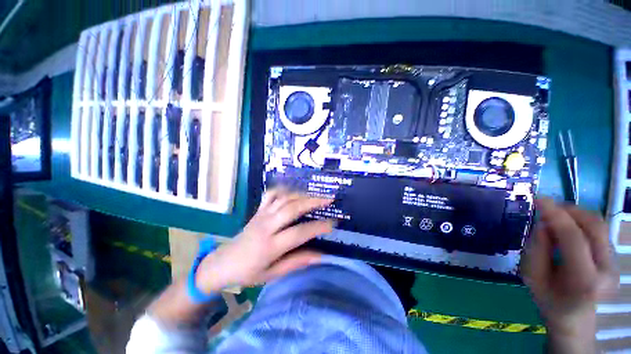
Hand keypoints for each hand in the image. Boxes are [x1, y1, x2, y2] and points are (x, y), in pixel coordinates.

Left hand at [195, 189, 333, 292]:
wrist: (223, 263)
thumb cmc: (248, 272)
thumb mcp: (272, 274)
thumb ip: (296, 262)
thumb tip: (320, 256)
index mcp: (270, 246)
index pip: (298, 233)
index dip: (317, 227)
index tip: (332, 224)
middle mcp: (266, 226)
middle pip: (291, 208)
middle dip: (312, 202)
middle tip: (328, 198)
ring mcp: (261, 215)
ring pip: (283, 198)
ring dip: (301, 194)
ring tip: (316, 194)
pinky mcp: (258, 210)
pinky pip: (271, 194)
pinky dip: (284, 189)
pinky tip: (294, 190)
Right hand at [522, 199, 617, 351]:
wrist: (574, 319)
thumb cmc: (549, 301)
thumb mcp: (533, 278)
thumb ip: (537, 250)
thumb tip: (542, 225)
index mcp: (584, 281)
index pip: (573, 238)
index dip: (556, 214)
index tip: (539, 198)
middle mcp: (606, 270)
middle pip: (594, 227)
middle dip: (569, 210)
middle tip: (547, 206)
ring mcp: (615, 265)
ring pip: (599, 226)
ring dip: (576, 214)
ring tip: (556, 216)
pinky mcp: (615, 260)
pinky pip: (600, 232)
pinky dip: (582, 223)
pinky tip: (568, 228)